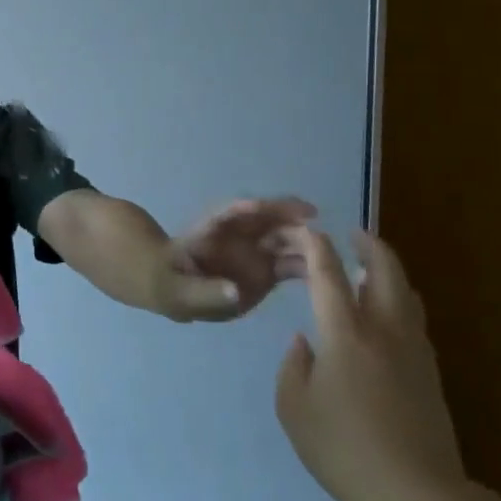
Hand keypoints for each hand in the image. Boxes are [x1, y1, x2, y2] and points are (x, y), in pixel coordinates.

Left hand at [155, 196, 316, 320]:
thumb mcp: (178, 290)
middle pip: (268, 219)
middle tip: (313, 229)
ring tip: (328, 253)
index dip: (251, 207)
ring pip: (287, 238)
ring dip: (306, 241)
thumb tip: (234, 292)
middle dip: (289, 219)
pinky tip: (331, 274)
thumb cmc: (169, 284)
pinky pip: (294, 263)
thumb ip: (205, 291)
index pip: (232, 212)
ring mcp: (257, 251)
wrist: (176, 294)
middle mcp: (239, 235)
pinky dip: (312, 265)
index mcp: (211, 230)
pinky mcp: (269, 270)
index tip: (269, 207)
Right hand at [274, 228, 466, 500]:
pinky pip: (414, 321)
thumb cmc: (343, 448)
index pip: (329, 277)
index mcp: (345, 335)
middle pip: (385, 273)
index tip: (310, 230)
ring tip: (370, 269)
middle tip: (354, 235)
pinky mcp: (430, 374)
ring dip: (388, 273)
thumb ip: (294, 366)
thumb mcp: (294, 407)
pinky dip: (398, 302)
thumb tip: (305, 343)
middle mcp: (384, 332)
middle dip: (371, 247)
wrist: (416, 495)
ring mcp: (414, 352)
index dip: (318, 248)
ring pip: (407, 295)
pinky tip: (385, 315)